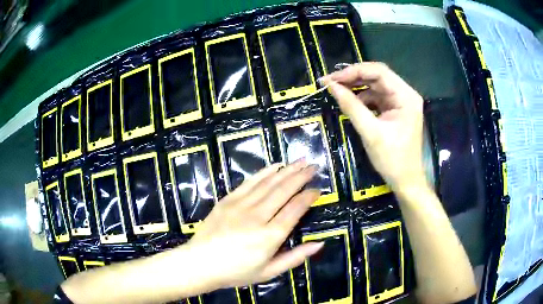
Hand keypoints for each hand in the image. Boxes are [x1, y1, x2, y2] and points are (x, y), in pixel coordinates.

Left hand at [184, 160, 322, 289]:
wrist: (200, 264)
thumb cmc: (236, 272)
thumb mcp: (269, 272)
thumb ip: (295, 257)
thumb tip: (320, 243)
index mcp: (270, 236)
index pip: (295, 209)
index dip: (308, 196)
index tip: (318, 189)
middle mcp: (257, 216)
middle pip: (284, 190)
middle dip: (301, 176)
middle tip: (313, 166)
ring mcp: (240, 205)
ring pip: (268, 183)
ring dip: (286, 170)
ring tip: (300, 161)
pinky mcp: (227, 200)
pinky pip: (250, 182)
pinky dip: (264, 172)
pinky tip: (275, 166)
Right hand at [321, 62, 425, 191]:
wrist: (406, 180)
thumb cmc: (392, 159)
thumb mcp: (370, 132)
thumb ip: (351, 106)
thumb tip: (331, 86)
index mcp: (406, 96)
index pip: (379, 72)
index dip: (354, 71)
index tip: (332, 79)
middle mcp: (405, 94)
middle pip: (377, 76)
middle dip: (353, 77)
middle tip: (330, 82)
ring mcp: (400, 102)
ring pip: (375, 85)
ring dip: (356, 87)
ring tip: (336, 90)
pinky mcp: (395, 110)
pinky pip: (376, 97)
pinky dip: (362, 98)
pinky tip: (349, 102)